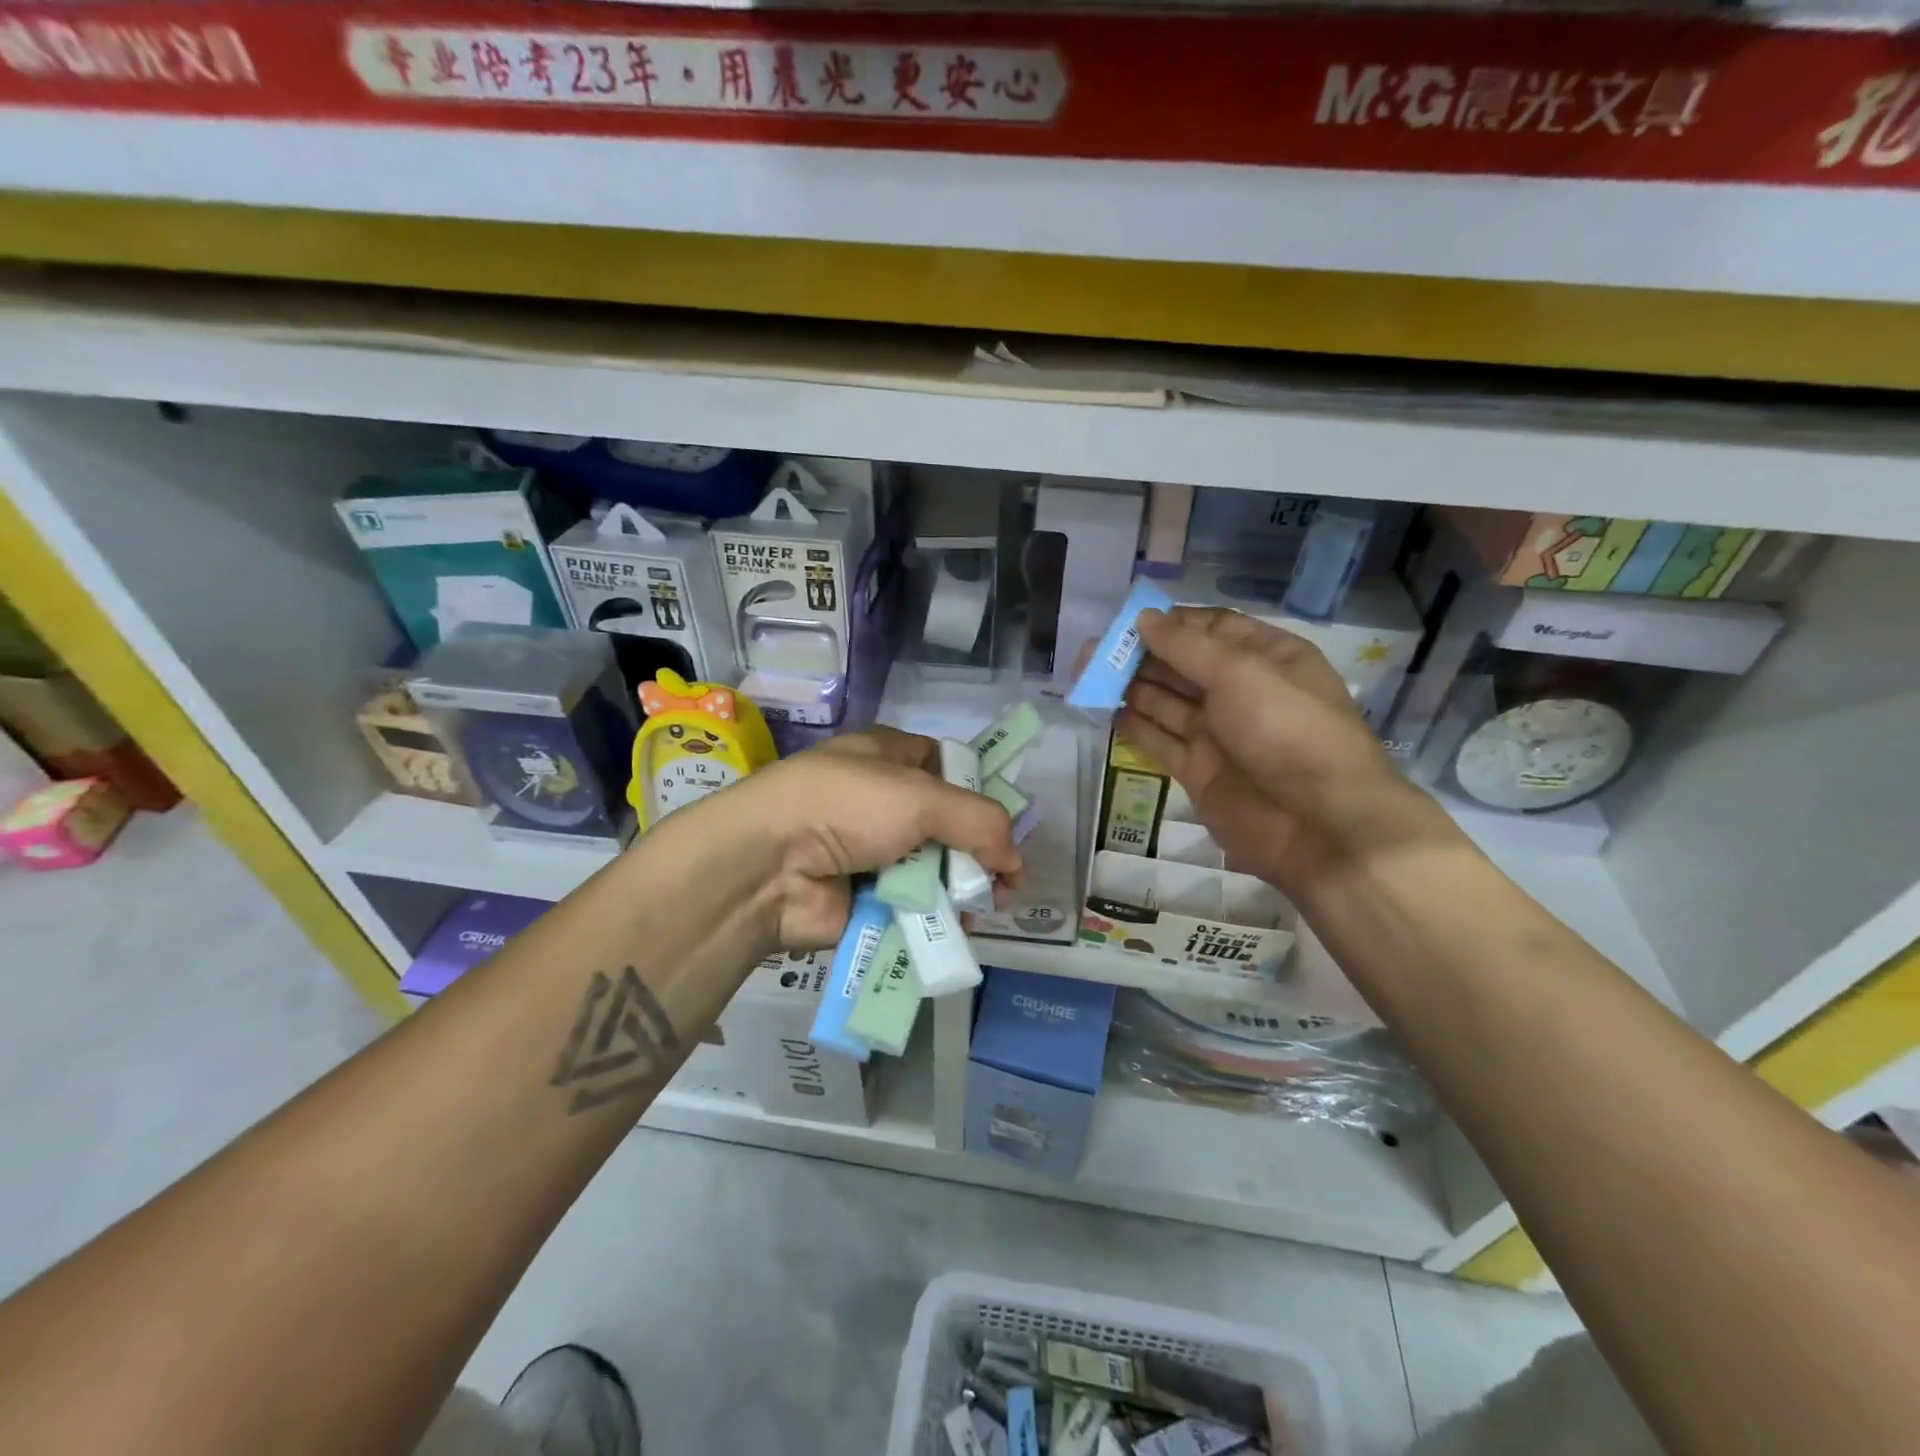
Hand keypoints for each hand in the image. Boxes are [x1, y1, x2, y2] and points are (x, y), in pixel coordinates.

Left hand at [702, 726, 1022, 951]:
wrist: (768, 866)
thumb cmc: (846, 807)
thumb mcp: (923, 797)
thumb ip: (982, 822)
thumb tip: (1015, 862)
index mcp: (888, 757)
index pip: (946, 766)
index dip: (979, 792)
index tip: (1004, 827)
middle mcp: (880, 800)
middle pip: (947, 825)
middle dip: (978, 854)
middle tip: (1002, 884)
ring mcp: (871, 851)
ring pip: (933, 869)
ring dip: (959, 891)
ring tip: (978, 910)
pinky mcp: (864, 897)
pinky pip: (912, 906)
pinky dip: (934, 917)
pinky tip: (953, 928)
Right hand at [1117, 607, 1448, 896]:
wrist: (1319, 825)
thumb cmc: (1288, 730)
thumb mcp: (1241, 672)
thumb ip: (1186, 646)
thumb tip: (1144, 618)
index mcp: (1267, 658)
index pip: (1211, 628)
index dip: (1170, 623)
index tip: (1125, 621)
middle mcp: (1242, 691)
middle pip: (1183, 664)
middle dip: (1140, 655)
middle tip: (1092, 651)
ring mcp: (1219, 733)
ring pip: (1166, 702)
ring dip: (1130, 687)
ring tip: (1087, 676)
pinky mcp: (1199, 770)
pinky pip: (1160, 740)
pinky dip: (1134, 726)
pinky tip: (1105, 711)